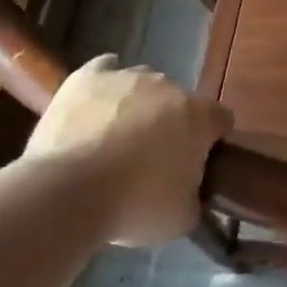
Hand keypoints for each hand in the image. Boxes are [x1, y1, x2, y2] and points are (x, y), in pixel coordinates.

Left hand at [24, 55, 232, 246]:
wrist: (66, 193)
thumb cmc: (134, 206)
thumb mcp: (181, 218)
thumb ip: (194, 197)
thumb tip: (190, 194)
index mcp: (199, 116)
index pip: (220, 119)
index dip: (211, 141)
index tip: (198, 164)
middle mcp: (169, 86)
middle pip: (179, 101)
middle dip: (171, 124)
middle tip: (153, 159)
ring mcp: (127, 77)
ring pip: (143, 85)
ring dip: (138, 106)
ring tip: (115, 139)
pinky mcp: (88, 77)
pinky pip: (105, 69)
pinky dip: (106, 83)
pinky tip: (99, 101)